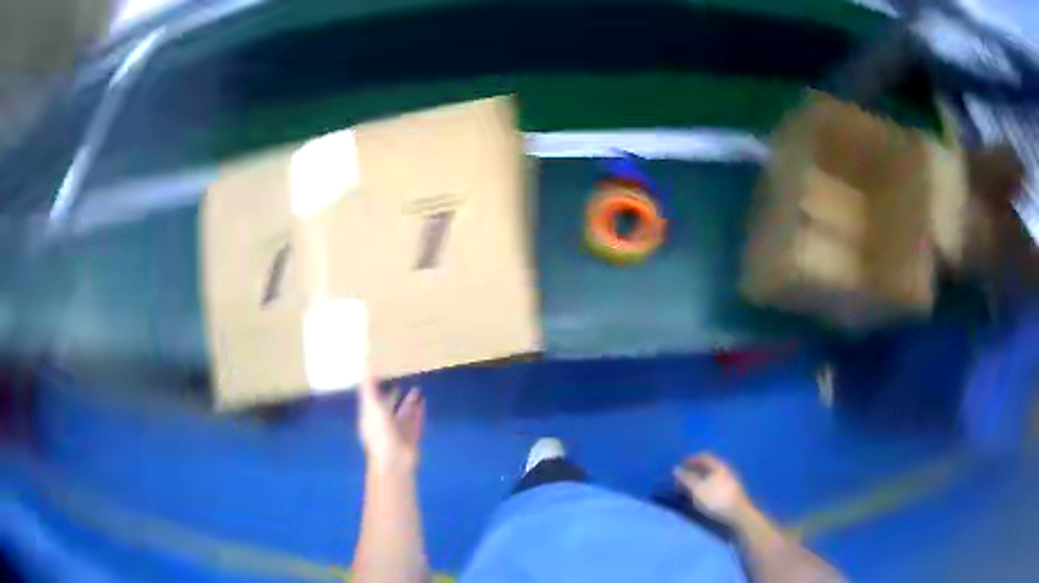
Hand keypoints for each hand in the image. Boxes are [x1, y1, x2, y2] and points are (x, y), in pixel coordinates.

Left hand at [358, 373, 424, 474]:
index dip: (375, 387)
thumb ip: (369, 385)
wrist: (395, 462)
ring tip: (417, 389)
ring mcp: (398, 431)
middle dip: (394, 395)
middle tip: (401, 379)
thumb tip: (364, 363)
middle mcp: (383, 423)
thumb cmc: (380, 433)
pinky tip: (424, 401)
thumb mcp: (371, 405)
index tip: (381, 373)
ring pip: (404, 413)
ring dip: (410, 402)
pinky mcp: (412, 437)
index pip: (371, 399)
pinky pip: (416, 421)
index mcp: (370, 416)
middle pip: (388, 406)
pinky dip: (419, 412)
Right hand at [674, 453, 752, 525]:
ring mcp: (730, 479)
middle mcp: (726, 469)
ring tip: (690, 488)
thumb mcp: (697, 489)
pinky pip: (716, 482)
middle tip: (683, 478)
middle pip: (708, 466)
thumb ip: (686, 478)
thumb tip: (676, 469)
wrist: (737, 513)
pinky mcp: (731, 490)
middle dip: (695, 470)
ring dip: (700, 479)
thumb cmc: (716, 499)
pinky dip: (706, 485)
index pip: (704, 456)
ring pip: (712, 475)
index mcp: (718, 466)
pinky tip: (702, 494)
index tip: (681, 464)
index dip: (691, 458)